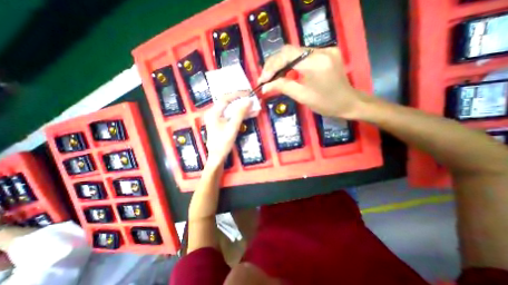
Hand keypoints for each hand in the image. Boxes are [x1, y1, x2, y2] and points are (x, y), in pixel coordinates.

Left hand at [203, 94, 248, 168]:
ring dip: (243, 109)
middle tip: (252, 99)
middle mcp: (215, 113)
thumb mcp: (232, 127)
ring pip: (232, 110)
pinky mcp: (223, 124)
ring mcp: (219, 119)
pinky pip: (233, 116)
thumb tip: (249, 101)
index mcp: (213, 112)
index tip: (249, 93)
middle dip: (242, 101)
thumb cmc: (223, 143)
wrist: (217, 157)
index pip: (226, 98)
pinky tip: (250, 114)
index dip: (238, 94)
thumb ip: (240, 113)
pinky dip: (241, 115)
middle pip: (229, 103)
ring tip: (254, 107)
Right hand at [260, 44, 371, 119]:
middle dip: (274, 64)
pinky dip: (291, 64)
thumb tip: (265, 86)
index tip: (262, 80)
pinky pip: (303, 55)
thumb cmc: (326, 104)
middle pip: (289, 51)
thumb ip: (283, 87)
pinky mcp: (326, 52)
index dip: (271, 66)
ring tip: (272, 77)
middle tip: (265, 78)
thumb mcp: (302, 97)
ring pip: (295, 52)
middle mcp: (321, 50)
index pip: (286, 55)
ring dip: (281, 64)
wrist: (349, 102)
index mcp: (315, 63)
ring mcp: (325, 49)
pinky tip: (286, 73)